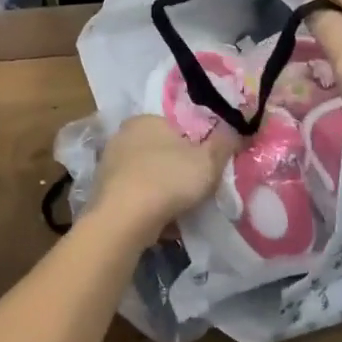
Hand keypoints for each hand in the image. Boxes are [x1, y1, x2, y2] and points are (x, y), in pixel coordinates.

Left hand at [86, 114, 237, 244]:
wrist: (123, 220)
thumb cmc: (168, 180)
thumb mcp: (208, 161)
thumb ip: (225, 143)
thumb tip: (238, 128)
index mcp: (145, 120)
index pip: (175, 125)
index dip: (195, 143)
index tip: (208, 162)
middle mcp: (122, 136)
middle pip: (160, 150)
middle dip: (177, 167)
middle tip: (197, 186)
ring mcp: (109, 164)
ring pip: (147, 174)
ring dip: (162, 189)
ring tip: (182, 208)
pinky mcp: (103, 192)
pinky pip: (134, 196)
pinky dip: (148, 206)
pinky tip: (162, 221)